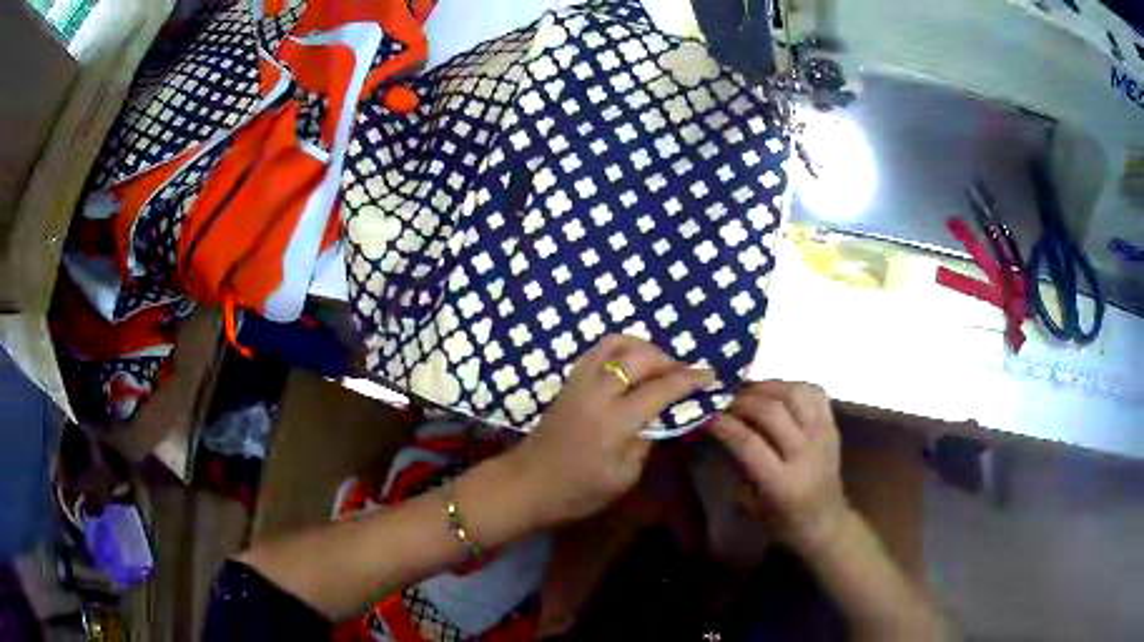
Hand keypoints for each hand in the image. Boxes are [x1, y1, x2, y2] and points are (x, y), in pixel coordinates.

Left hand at [511, 335, 713, 526]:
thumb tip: (663, 415)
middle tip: (685, 373)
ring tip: (659, 364)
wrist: (528, 483)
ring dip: (644, 348)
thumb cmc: (578, 491)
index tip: (710, 375)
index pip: (661, 389)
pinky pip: (598, 350)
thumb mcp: (624, 476)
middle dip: (669, 360)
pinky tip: (630, 364)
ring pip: (616, 344)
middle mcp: (598, 393)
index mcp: (616, 421)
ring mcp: (579, 382)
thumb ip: (647, 440)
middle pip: (640, 358)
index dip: (689, 380)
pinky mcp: (568, 381)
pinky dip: (621, 348)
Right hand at [710, 381, 850, 552]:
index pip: (749, 442)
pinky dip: (792, 386)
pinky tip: (776, 391)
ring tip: (748, 390)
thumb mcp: (752, 505)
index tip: (707, 416)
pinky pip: (813, 393)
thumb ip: (739, 466)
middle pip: (771, 411)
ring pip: (794, 394)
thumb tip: (720, 431)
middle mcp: (806, 453)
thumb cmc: (783, 521)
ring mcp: (823, 436)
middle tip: (723, 399)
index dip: (725, 424)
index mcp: (782, 482)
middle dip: (742, 400)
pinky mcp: (833, 425)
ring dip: (766, 387)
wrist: (826, 521)